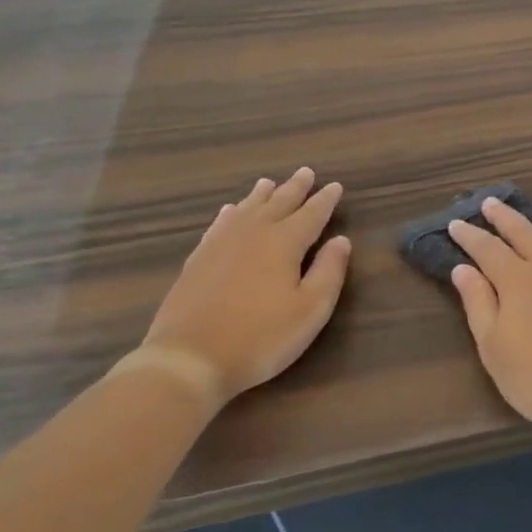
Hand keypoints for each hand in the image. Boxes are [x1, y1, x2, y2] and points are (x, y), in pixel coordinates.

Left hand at [141, 169, 350, 410]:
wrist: (189, 358)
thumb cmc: (261, 337)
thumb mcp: (310, 310)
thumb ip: (329, 271)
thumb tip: (341, 240)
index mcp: (284, 243)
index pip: (311, 214)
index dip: (325, 200)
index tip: (336, 186)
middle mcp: (253, 234)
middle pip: (278, 203)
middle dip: (295, 188)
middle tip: (306, 172)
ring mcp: (220, 245)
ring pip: (246, 209)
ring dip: (261, 195)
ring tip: (269, 183)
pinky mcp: (197, 261)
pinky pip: (218, 225)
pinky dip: (229, 213)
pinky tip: (228, 211)